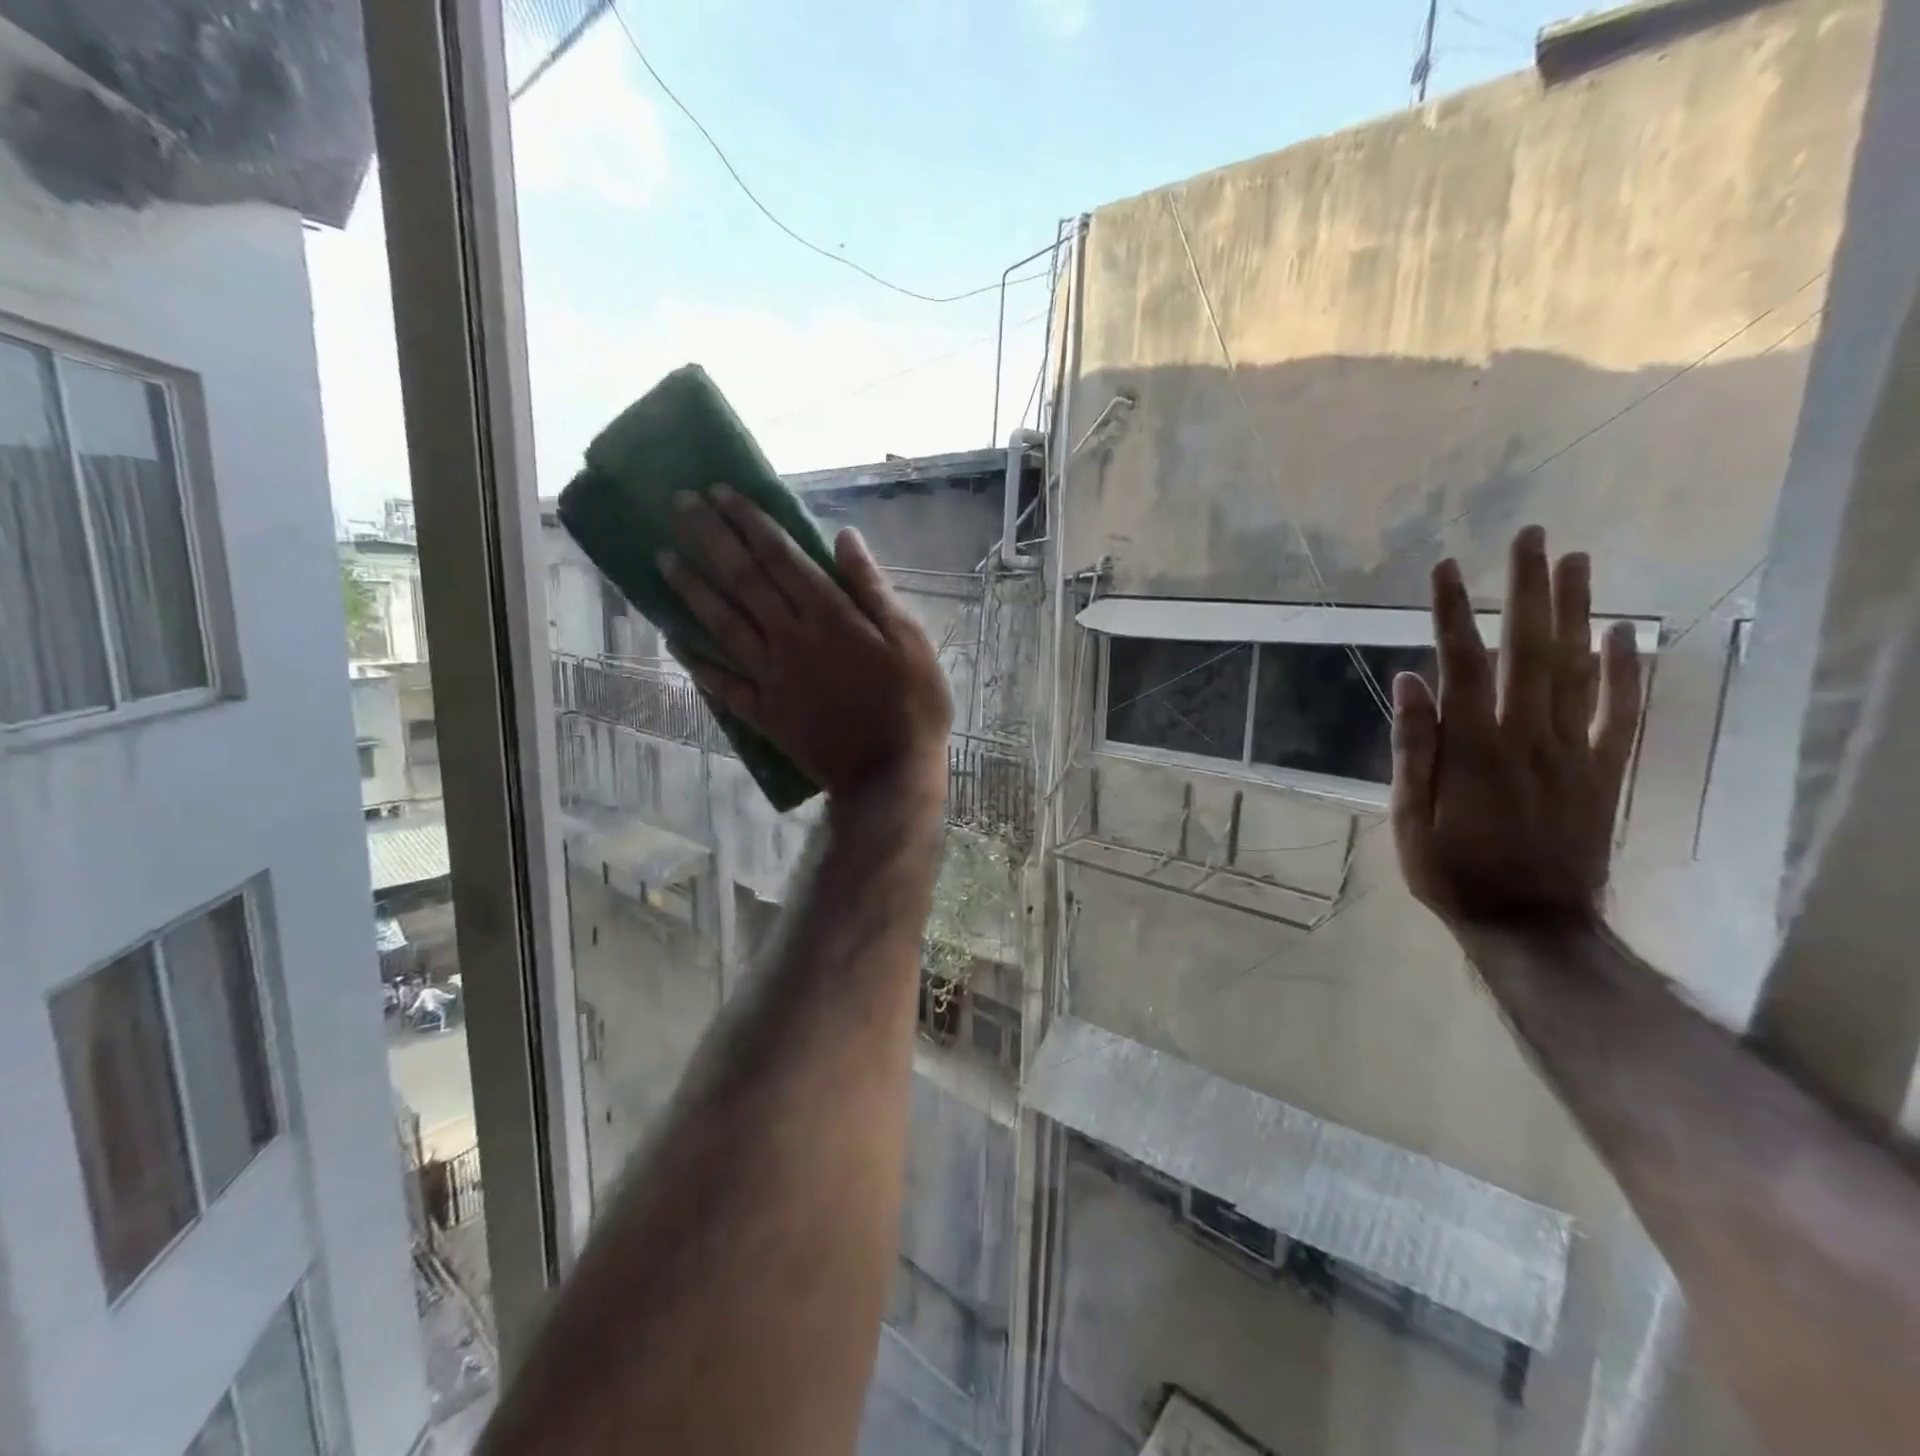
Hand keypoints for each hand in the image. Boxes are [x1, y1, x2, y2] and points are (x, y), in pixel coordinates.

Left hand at [658, 487, 951, 801]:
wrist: (889, 776)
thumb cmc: (912, 705)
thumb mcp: (910, 640)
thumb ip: (872, 589)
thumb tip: (845, 538)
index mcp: (829, 618)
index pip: (781, 559)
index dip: (750, 523)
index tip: (721, 493)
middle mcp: (790, 640)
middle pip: (743, 582)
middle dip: (709, 539)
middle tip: (679, 505)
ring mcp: (771, 678)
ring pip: (722, 625)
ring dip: (691, 589)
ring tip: (662, 557)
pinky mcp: (764, 713)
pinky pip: (721, 684)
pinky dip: (697, 662)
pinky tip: (674, 641)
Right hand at [1390, 525, 1643, 928]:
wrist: (1531, 923)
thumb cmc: (1452, 871)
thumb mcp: (1410, 817)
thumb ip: (1414, 748)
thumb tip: (1409, 681)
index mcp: (1473, 748)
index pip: (1462, 664)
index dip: (1452, 613)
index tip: (1446, 568)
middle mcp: (1528, 736)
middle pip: (1529, 649)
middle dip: (1527, 589)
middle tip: (1529, 536)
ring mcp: (1573, 751)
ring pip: (1579, 669)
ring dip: (1576, 611)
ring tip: (1575, 561)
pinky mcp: (1602, 770)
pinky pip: (1619, 713)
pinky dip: (1626, 670)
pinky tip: (1624, 633)